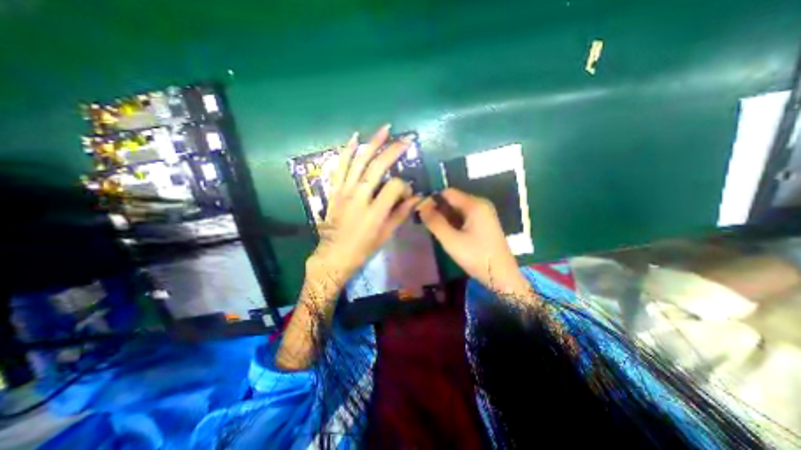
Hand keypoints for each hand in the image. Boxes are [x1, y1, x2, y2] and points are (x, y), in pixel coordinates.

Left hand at [307, 123, 420, 283]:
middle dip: (393, 151)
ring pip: (358, 162)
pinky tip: (354, 137)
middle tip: (405, 139)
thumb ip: (401, 214)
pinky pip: (339, 167)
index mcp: (374, 212)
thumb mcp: (385, 235)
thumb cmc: (362, 248)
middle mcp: (358, 198)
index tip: (407, 192)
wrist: (334, 255)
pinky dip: (346, 151)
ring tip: (384, 129)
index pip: (394, 187)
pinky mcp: (334, 190)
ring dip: (372, 143)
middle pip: (376, 168)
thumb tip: (417, 198)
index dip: (404, 185)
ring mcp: (343, 192)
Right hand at [412, 189, 530, 294]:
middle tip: (423, 222)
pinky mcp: (484, 224)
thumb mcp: (451, 240)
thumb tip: (420, 206)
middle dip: (438, 209)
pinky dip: (453, 222)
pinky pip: (464, 217)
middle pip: (453, 200)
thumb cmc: (476, 257)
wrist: (502, 276)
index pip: (448, 193)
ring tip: (431, 228)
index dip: (432, 199)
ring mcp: (484, 214)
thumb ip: (434, 222)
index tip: (419, 211)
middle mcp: (480, 204)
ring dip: (444, 217)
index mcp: (474, 204)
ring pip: (458, 209)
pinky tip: (445, 232)